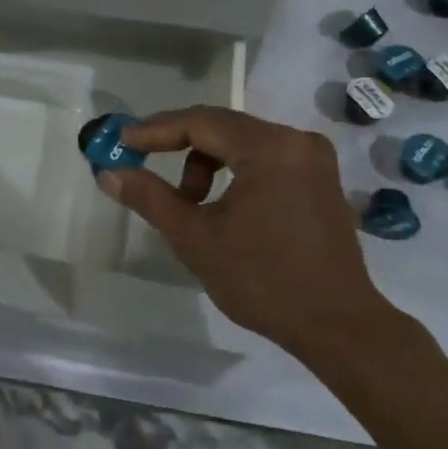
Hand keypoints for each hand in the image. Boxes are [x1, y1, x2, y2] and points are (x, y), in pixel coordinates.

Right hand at [95, 107, 383, 354]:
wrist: (339, 327)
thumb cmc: (263, 281)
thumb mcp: (196, 238)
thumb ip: (151, 198)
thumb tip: (108, 173)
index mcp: (270, 148)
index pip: (200, 122)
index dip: (155, 130)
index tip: (121, 142)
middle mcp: (296, 140)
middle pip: (222, 127)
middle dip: (178, 147)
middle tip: (143, 166)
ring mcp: (313, 158)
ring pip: (242, 143)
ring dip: (206, 165)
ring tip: (191, 206)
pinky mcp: (320, 179)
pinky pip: (264, 159)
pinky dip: (234, 173)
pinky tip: (222, 208)